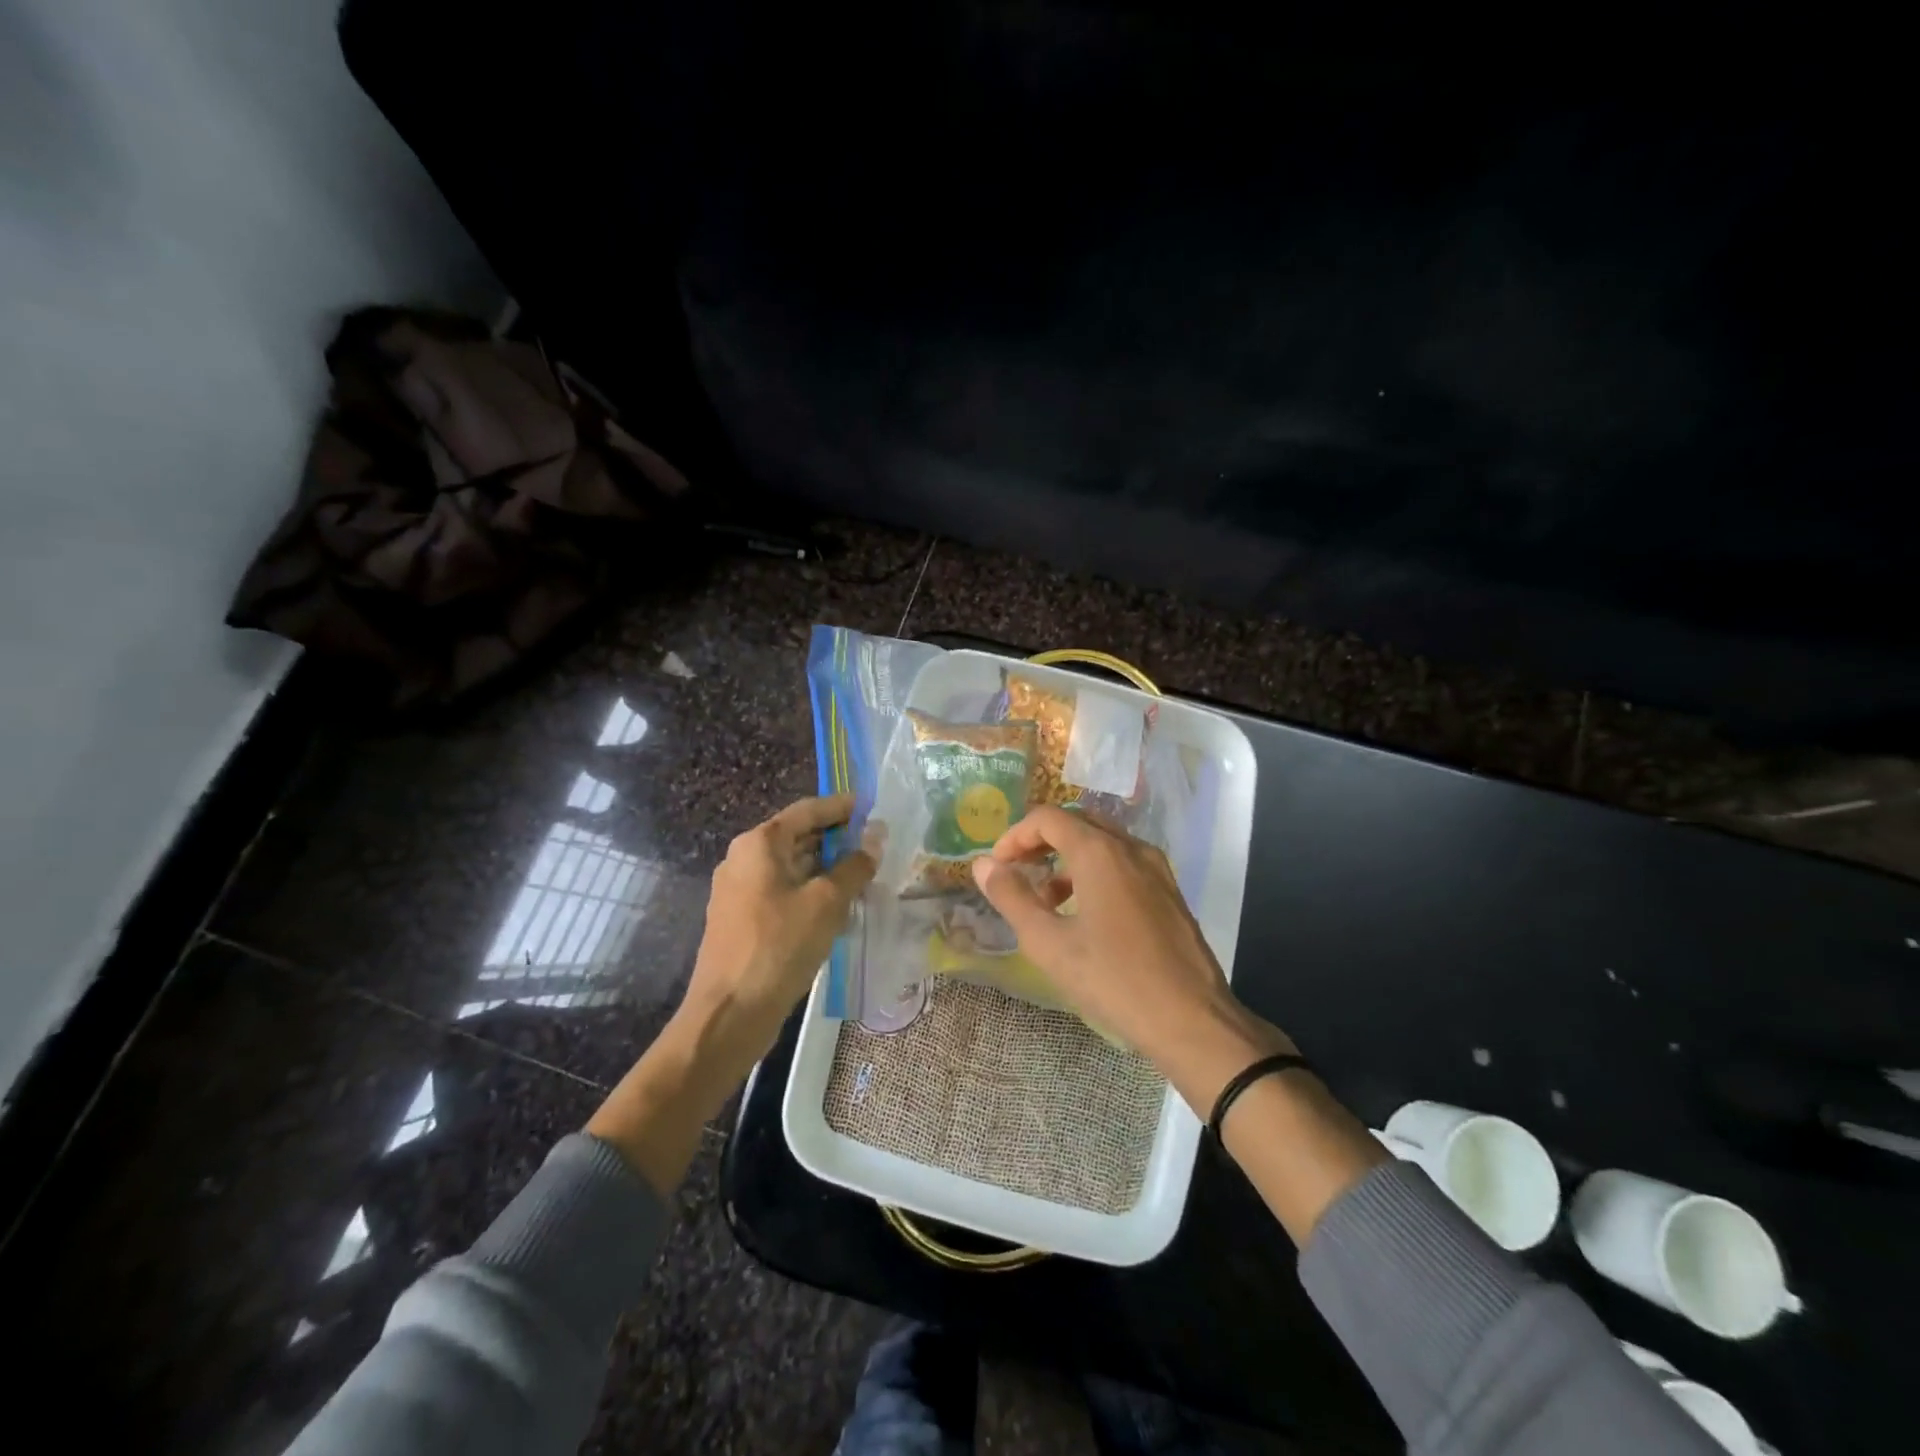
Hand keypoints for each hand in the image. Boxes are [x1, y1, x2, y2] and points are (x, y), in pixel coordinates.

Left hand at [588, 794, 872, 1194]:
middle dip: (837, 839)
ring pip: (792, 867)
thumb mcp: (826, 902)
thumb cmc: (779, 946)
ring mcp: (739, 891)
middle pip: (797, 837)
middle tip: (876, 844)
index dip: (841, 807)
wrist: (730, 1012)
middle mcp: (744, 859)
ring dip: (827, 868)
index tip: (872, 806)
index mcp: (759, 844)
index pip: (807, 811)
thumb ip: (854, 866)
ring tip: (865, 874)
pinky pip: (783, 892)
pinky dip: (811, 892)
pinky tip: (839, 907)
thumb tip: (876, 839)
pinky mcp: (743, 920)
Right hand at [970, 806, 1292, 1103]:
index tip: (997, 867)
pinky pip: (1124, 863)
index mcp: (1100, 852)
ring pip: (1103, 842)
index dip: (1015, 836)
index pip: (1048, 818)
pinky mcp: (1170, 891)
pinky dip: (1095, 871)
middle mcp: (1131, 848)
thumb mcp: (1049, 944)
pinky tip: (1085, 914)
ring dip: (1068, 858)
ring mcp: (1156, 868)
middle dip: (1041, 841)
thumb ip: (1012, 898)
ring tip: (1047, 900)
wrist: (1193, 1021)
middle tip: (1018, 872)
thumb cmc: (1114, 981)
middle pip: (1077, 822)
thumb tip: (983, 865)